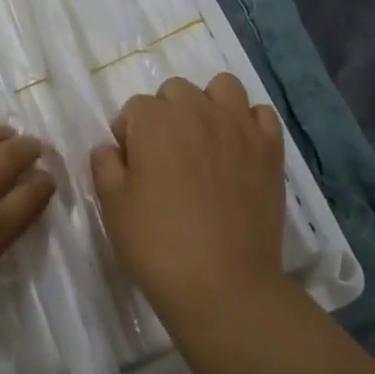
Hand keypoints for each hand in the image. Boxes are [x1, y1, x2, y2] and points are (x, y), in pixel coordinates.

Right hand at [91, 75, 288, 333]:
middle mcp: (197, 110)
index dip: (129, 135)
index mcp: (155, 120)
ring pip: (222, 87)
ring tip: (205, 140)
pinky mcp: (270, 149)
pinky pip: (261, 114)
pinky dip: (249, 123)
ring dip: (209, 104)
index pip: (134, 108)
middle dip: (166, 114)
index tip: (132, 167)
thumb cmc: (158, 245)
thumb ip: (105, 165)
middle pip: (176, 91)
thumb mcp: (112, 206)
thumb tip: (110, 148)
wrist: (224, 286)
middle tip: (166, 156)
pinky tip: (239, 150)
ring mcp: (238, 127)